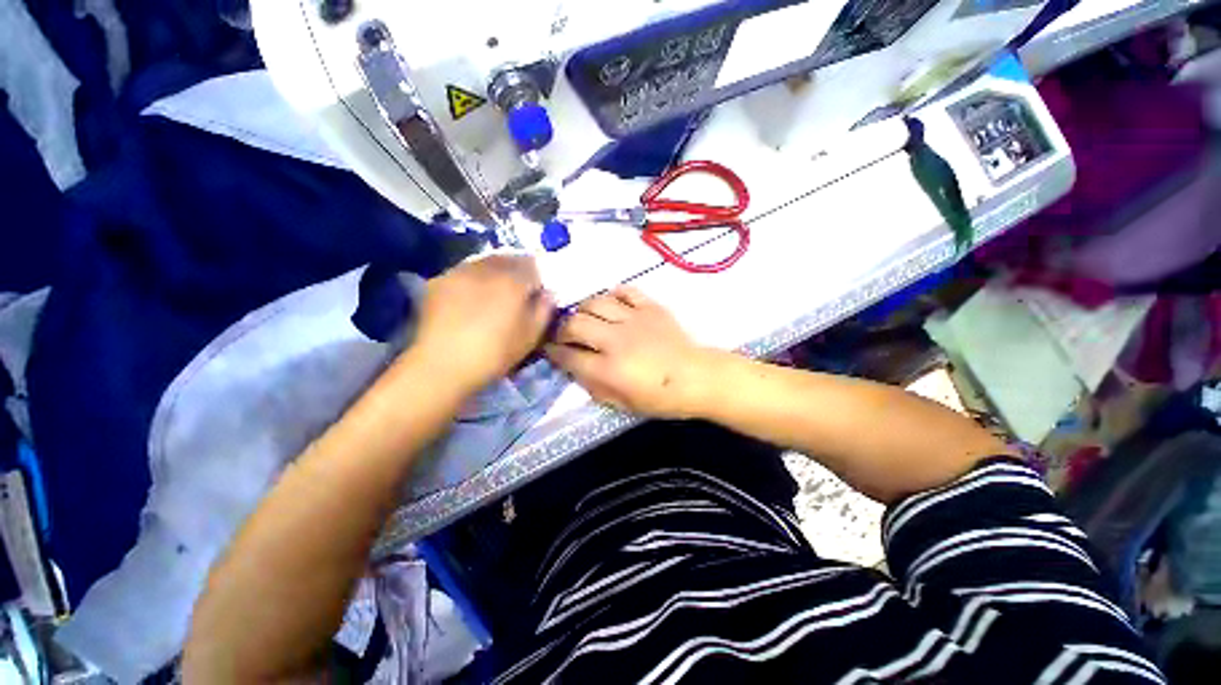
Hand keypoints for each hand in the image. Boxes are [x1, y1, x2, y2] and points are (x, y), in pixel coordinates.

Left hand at [413, 254, 553, 391]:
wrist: (442, 365)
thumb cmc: (495, 353)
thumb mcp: (531, 335)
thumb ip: (545, 309)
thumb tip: (547, 293)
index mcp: (513, 280)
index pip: (533, 265)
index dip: (538, 278)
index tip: (537, 292)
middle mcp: (486, 268)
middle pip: (507, 258)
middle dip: (516, 271)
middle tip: (517, 291)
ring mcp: (459, 271)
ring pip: (484, 262)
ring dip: (494, 272)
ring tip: (493, 293)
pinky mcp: (438, 281)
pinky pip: (463, 272)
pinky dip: (472, 279)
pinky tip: (470, 298)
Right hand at [545, 286, 715, 418]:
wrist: (697, 377)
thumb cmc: (660, 398)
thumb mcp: (622, 405)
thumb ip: (594, 387)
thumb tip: (574, 369)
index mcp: (609, 369)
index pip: (569, 356)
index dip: (553, 353)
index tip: (550, 350)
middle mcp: (616, 340)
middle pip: (575, 324)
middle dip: (562, 329)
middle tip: (565, 334)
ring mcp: (633, 319)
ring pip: (595, 303)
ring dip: (583, 309)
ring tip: (585, 318)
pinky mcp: (649, 307)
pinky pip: (624, 291)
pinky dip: (612, 295)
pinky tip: (610, 304)